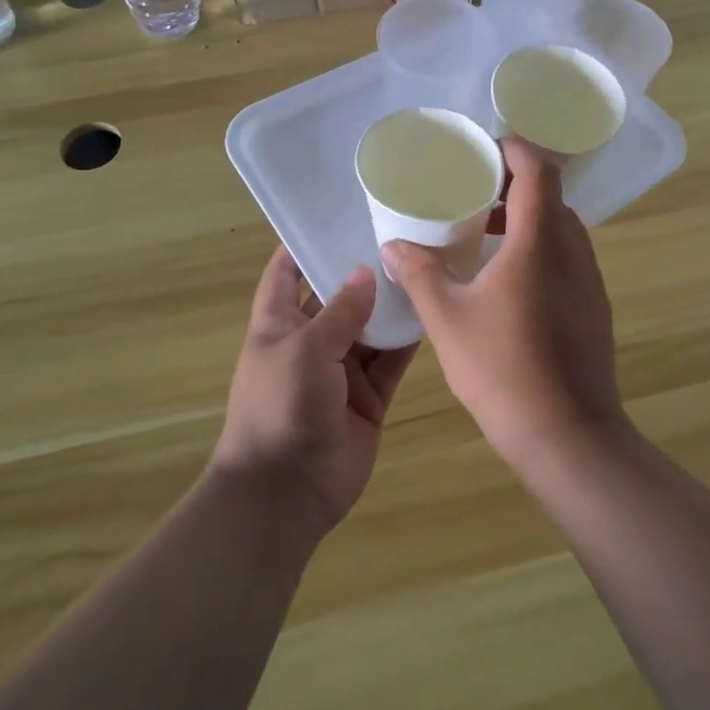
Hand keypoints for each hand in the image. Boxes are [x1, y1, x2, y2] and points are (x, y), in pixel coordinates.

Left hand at [212, 247, 416, 535]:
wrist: (287, 494)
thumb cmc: (280, 408)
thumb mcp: (305, 350)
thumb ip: (340, 311)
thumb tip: (365, 272)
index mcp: (278, 325)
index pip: (285, 273)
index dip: (303, 244)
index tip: (335, 214)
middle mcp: (309, 342)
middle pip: (337, 297)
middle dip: (361, 270)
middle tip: (400, 233)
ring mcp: (340, 371)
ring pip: (370, 327)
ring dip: (390, 304)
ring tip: (425, 264)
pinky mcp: (368, 397)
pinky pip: (391, 360)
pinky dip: (407, 340)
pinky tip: (432, 311)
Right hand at [381, 139, 624, 464]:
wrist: (568, 435)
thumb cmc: (503, 370)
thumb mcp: (447, 319)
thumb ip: (420, 274)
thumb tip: (394, 245)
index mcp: (539, 242)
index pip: (538, 171)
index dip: (513, 150)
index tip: (482, 151)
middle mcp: (572, 251)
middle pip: (550, 196)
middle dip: (513, 185)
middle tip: (474, 192)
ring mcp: (590, 281)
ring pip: (561, 228)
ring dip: (527, 219)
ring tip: (486, 233)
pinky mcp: (595, 307)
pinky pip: (568, 257)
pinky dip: (540, 248)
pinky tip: (509, 280)